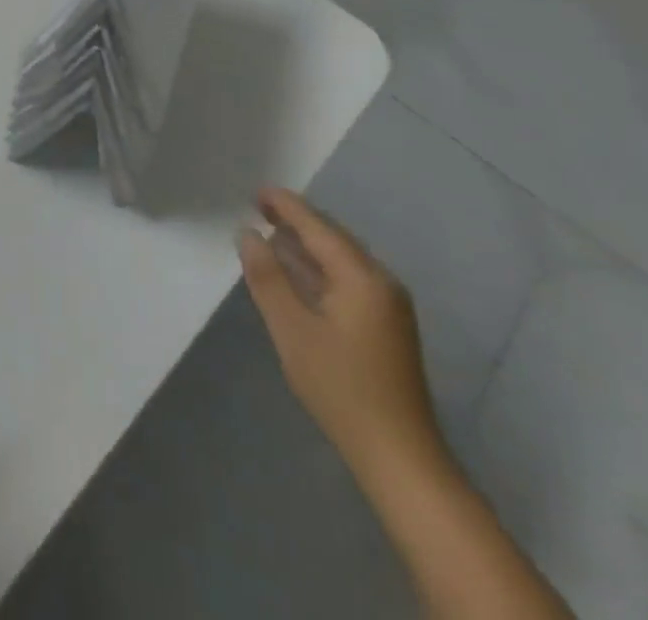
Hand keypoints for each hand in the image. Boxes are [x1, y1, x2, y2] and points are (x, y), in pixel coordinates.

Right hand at [238, 187, 442, 478]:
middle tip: (260, 208)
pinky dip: (320, 267)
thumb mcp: (292, 330)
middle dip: (297, 220)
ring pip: (342, 258)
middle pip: (334, 237)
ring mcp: (389, 305)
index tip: (256, 191)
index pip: (318, 226)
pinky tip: (299, 272)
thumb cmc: (340, 388)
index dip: (286, 205)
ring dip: (307, 244)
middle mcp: (381, 281)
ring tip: (272, 233)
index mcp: (361, 277)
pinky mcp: (388, 326)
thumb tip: (247, 233)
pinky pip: (348, 278)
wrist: (400, 457)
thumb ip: (267, 277)